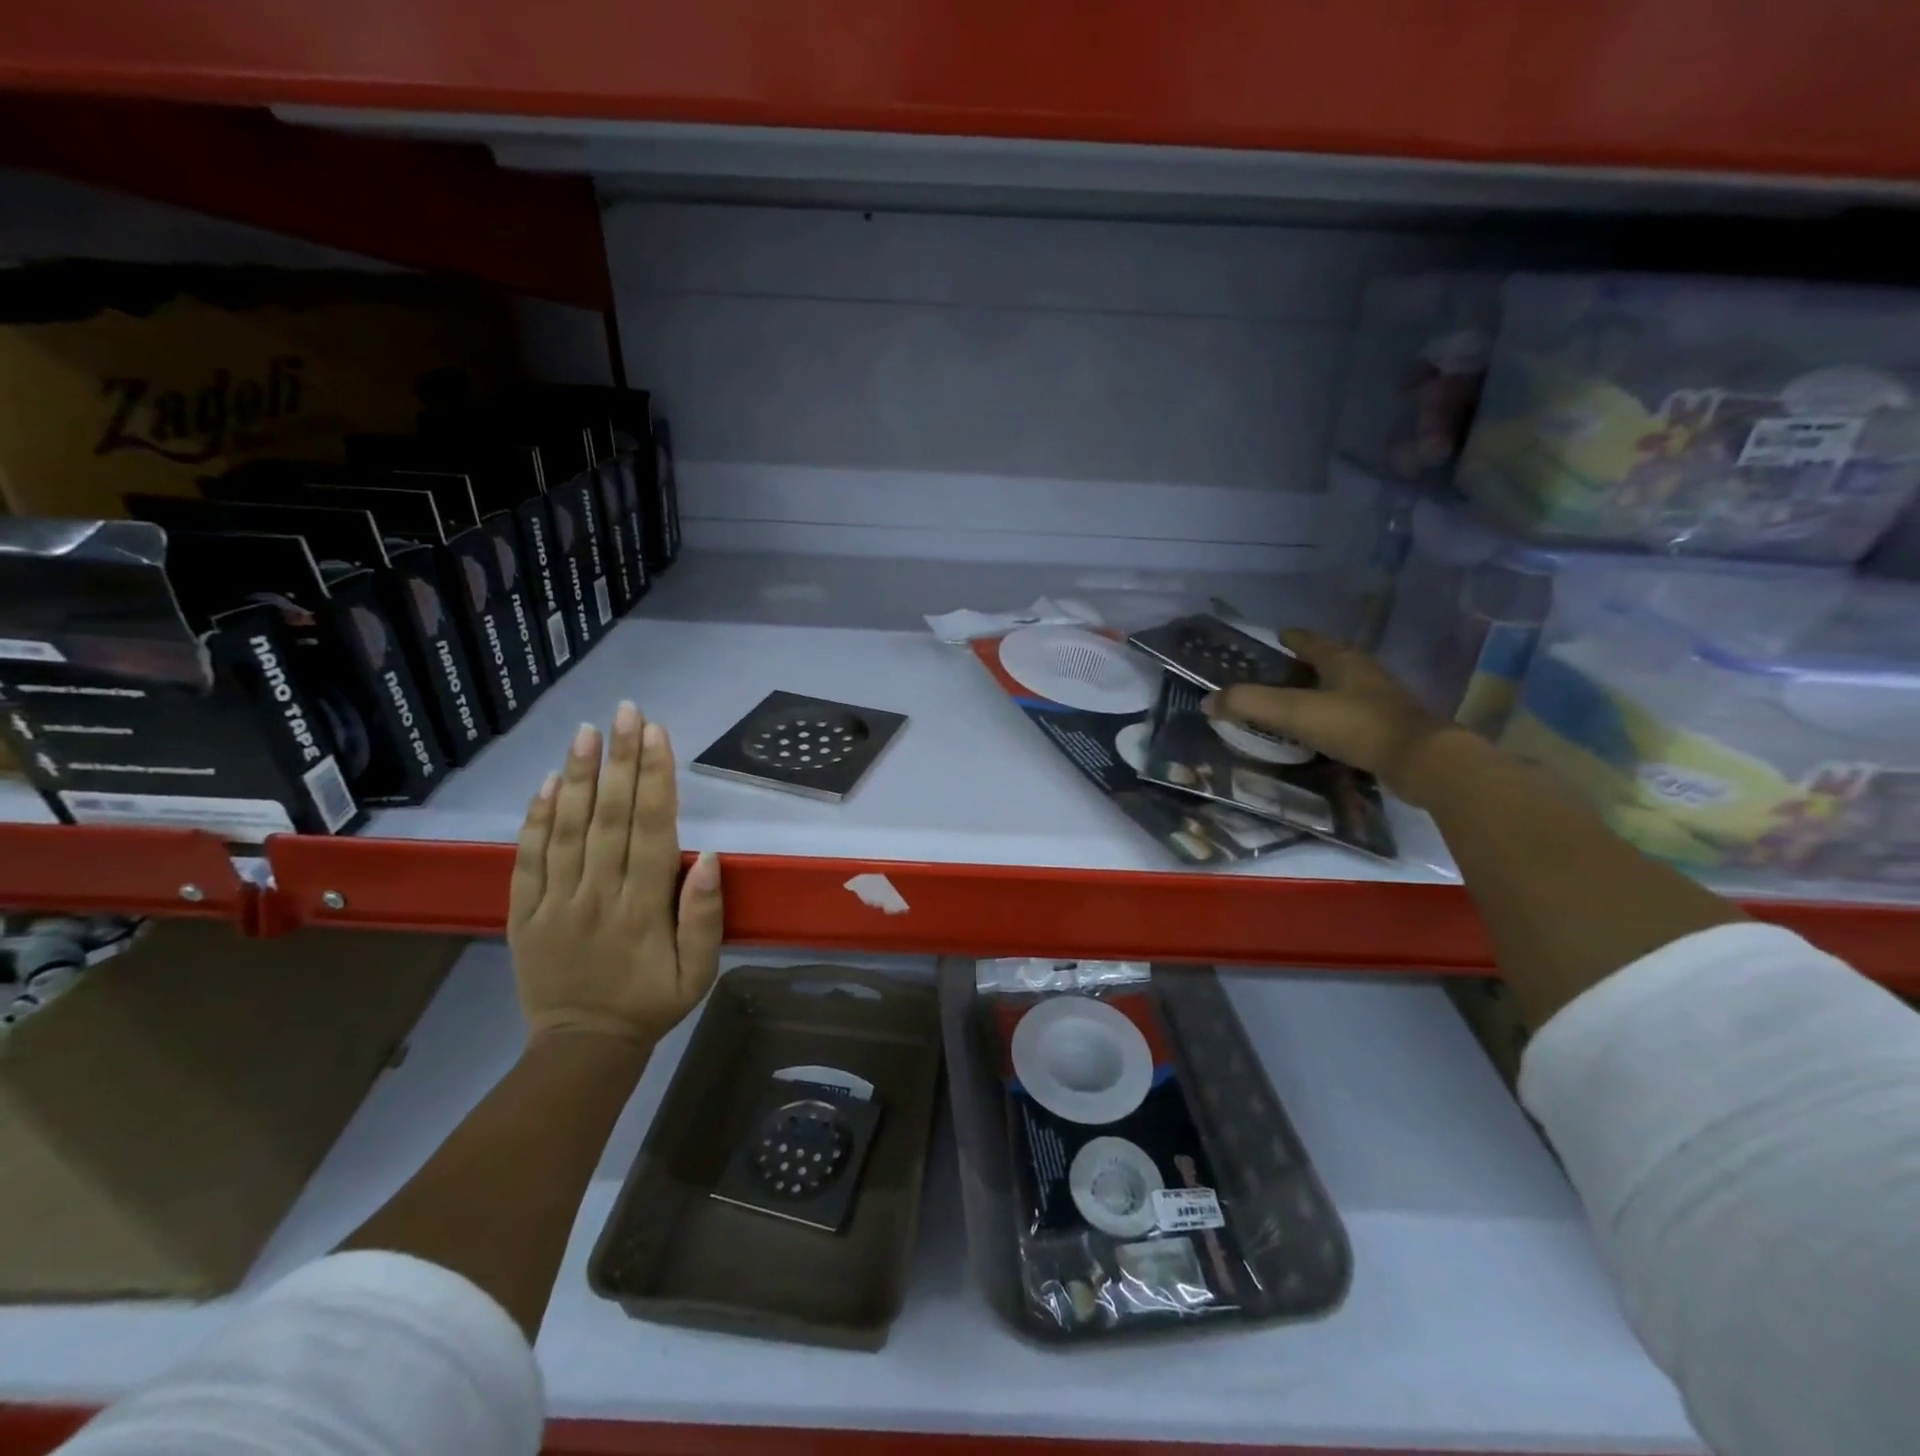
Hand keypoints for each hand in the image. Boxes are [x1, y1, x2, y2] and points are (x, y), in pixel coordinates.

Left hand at [507, 701, 722, 1046]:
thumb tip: (708, 856)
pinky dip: (534, 819)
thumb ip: (704, 916)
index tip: (658, 734)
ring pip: (566, 829)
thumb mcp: (699, 972)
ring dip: (577, 777)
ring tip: (586, 731)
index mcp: (643, 907)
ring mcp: (555, 902)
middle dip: (621, 761)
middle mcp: (598, 894)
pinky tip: (545, 783)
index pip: (652, 829)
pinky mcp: (523, 913)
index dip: (655, 779)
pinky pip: (526, 860)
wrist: (582, 1048)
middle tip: (626, 712)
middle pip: (609, 817)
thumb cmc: (651, 1003)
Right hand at [1207, 630, 1455, 804]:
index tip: (1272, 638)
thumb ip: (1249, 704)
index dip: (1288, 638)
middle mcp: (1362, 671)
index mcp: (1341, 658)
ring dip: (1317, 689)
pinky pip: (1350, 712)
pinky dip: (1331, 715)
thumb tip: (1207, 700)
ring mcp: (1379, 698)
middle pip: (1327, 660)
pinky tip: (1318, 730)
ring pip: (1340, 686)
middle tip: (1273, 673)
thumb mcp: (1294, 712)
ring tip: (1291, 701)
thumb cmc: (1355, 725)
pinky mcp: (1388, 725)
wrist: (1420, 761)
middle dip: (1301, 664)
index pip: (1309, 639)